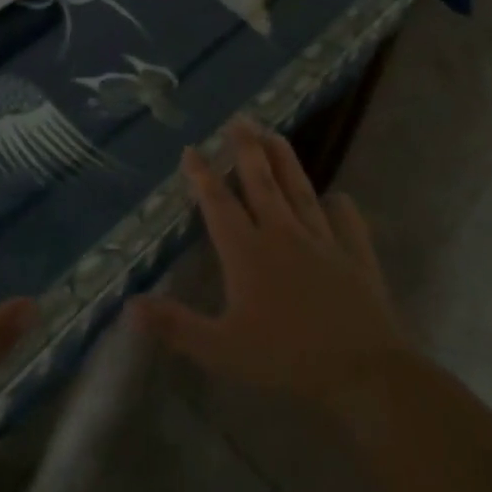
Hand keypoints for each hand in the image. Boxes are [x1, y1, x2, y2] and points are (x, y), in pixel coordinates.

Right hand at [130, 120, 411, 416]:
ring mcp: (322, 242)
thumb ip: (175, 326)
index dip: (202, 175)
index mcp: (247, 251)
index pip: (219, 203)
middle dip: (247, 149)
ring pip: (300, 191)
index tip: (191, 149)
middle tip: (239, 120)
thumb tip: (128, 306)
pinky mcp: (355, 257)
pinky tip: (338, 197)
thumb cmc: (286, 358)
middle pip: (261, 183)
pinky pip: (347, 224)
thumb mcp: (221, 349)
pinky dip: (341, 208)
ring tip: (275, 134)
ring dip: (285, 161)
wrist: (363, 372)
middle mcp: (282, 234)